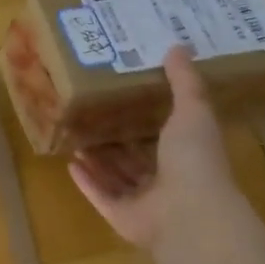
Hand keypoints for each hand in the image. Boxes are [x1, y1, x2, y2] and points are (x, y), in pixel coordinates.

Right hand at [69, 48, 240, 253]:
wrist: (188, 212)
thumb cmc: (193, 159)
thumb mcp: (192, 111)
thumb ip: (184, 82)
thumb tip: (177, 46)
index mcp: (187, 156)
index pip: (166, 137)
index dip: (147, 120)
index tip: (125, 97)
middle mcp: (167, 181)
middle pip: (136, 159)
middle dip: (116, 141)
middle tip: (91, 117)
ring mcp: (144, 203)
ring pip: (117, 178)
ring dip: (98, 161)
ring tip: (76, 138)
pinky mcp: (121, 218)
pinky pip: (100, 197)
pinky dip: (87, 182)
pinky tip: (70, 164)